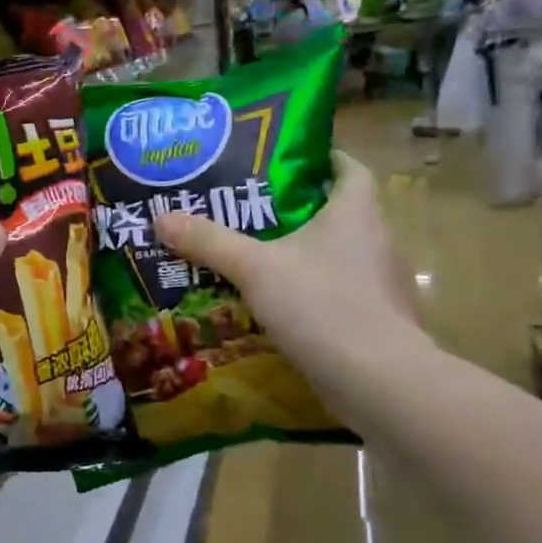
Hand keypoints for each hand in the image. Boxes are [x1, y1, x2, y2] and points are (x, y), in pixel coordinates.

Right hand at [154, 152, 424, 379]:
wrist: (380, 383)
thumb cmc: (322, 305)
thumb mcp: (254, 267)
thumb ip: (208, 241)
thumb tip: (160, 217)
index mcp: (356, 213)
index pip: (349, 168)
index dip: (323, 158)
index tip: (286, 160)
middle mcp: (376, 241)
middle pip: (339, 211)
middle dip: (298, 208)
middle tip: (250, 208)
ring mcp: (381, 284)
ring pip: (338, 254)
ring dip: (304, 252)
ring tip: (256, 254)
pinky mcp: (376, 321)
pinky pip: (339, 292)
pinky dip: (311, 291)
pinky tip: (277, 303)